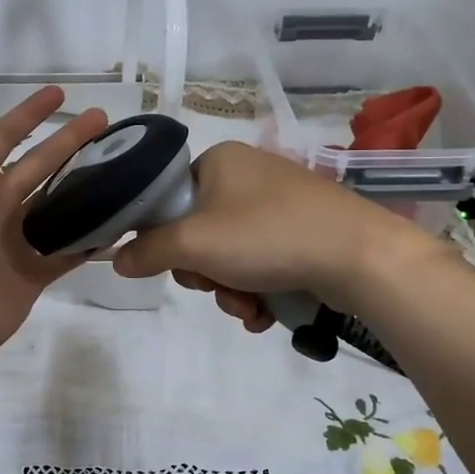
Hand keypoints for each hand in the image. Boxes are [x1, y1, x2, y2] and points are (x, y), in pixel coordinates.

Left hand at [0, 83, 107, 368]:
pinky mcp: (34, 272)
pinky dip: (89, 239)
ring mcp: (16, 241)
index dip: (29, 114)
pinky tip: (117, 222)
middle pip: (39, 166)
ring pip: (56, 206)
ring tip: (120, 168)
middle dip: (69, 142)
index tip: (62, 95)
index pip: (4, 137)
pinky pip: (67, 251)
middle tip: (106, 123)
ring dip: (82, 186)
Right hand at [111, 140, 443, 329]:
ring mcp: (279, 203)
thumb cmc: (267, 236)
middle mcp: (248, 174)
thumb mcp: (194, 244)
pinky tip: (265, 312)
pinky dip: (257, 290)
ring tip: (249, 308)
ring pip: (230, 255)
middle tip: (217, 287)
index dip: (166, 240)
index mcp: (219, 161)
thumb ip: (148, 251)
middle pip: (199, 233)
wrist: (358, 255)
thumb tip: (116, 258)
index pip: (169, 199)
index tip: (179, 266)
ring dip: (230, 290)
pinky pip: (261, 262)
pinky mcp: (303, 230)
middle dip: (205, 274)